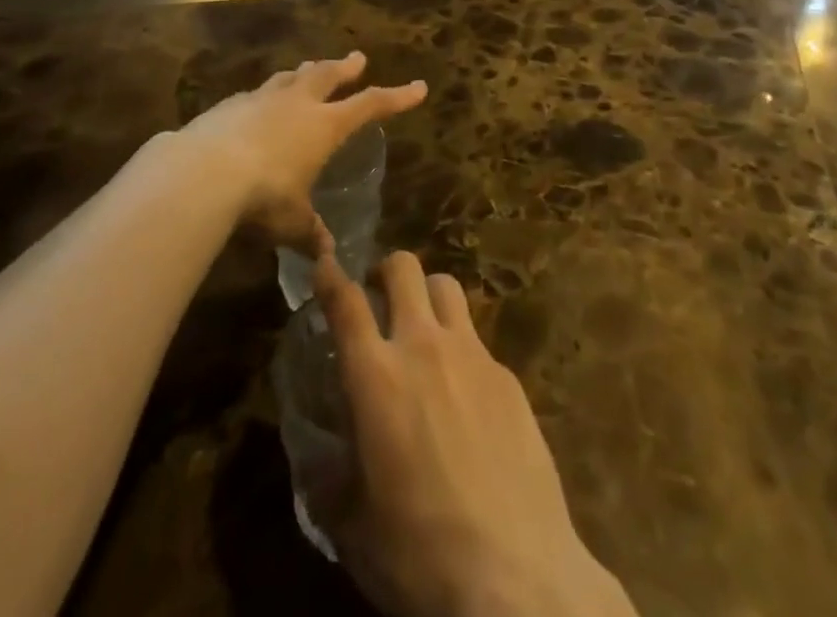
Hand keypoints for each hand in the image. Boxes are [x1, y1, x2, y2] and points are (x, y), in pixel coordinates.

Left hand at [173, 52, 424, 247]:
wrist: (202, 172)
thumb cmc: (262, 197)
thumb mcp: (291, 222)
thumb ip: (308, 232)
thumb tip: (324, 255)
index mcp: (323, 125)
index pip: (370, 105)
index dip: (396, 97)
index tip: (418, 87)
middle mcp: (296, 103)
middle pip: (327, 75)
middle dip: (345, 67)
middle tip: (357, 58)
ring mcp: (261, 99)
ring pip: (291, 77)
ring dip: (305, 71)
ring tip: (310, 67)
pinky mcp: (229, 105)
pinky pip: (256, 93)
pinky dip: (266, 94)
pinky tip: (258, 102)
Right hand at [316, 251, 635, 616]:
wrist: (517, 577)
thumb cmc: (420, 555)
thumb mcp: (354, 527)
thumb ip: (330, 480)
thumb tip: (320, 462)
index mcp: (376, 376)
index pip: (345, 301)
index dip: (330, 273)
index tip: (324, 259)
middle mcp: (423, 347)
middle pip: (404, 268)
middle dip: (386, 272)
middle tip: (379, 299)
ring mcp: (472, 355)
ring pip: (446, 286)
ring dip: (427, 295)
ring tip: (423, 328)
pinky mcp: (508, 376)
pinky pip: (477, 339)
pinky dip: (461, 349)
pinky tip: (464, 394)